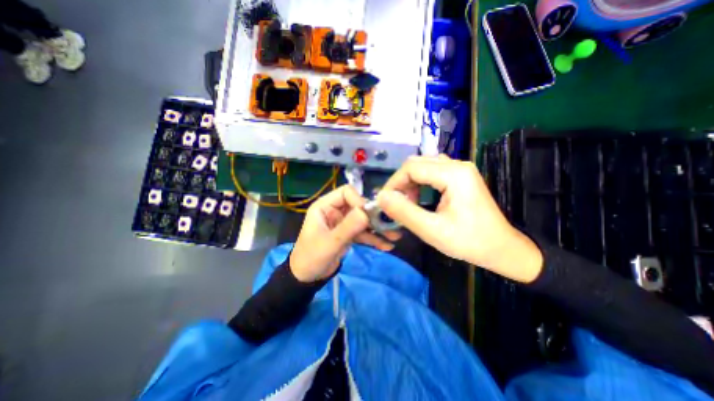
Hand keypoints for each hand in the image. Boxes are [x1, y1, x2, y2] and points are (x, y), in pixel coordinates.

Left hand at [290, 185, 400, 280]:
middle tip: (391, 225)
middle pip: (358, 207)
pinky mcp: (348, 234)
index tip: (369, 215)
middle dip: (374, 217)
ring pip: (363, 221)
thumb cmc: (311, 257)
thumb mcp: (330, 243)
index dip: (359, 201)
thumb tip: (367, 212)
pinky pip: (363, 233)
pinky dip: (373, 239)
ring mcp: (343, 223)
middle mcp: (335, 211)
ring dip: (377, 229)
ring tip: (394, 237)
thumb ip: (348, 227)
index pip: (346, 193)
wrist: (306, 278)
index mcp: (325, 206)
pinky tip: (386, 246)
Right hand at [379, 155, 540, 282]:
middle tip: (396, 203)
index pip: (411, 168)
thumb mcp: (432, 230)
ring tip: (408, 202)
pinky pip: (432, 171)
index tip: (385, 202)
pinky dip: (420, 182)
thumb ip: (404, 212)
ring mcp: (460, 169)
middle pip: (417, 163)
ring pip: (423, 166)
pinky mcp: (461, 176)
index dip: (393, 183)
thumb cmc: (469, 242)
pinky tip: (419, 197)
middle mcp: (457, 164)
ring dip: (410, 182)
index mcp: (453, 174)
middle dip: (401, 182)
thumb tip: (381, 197)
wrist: (502, 248)